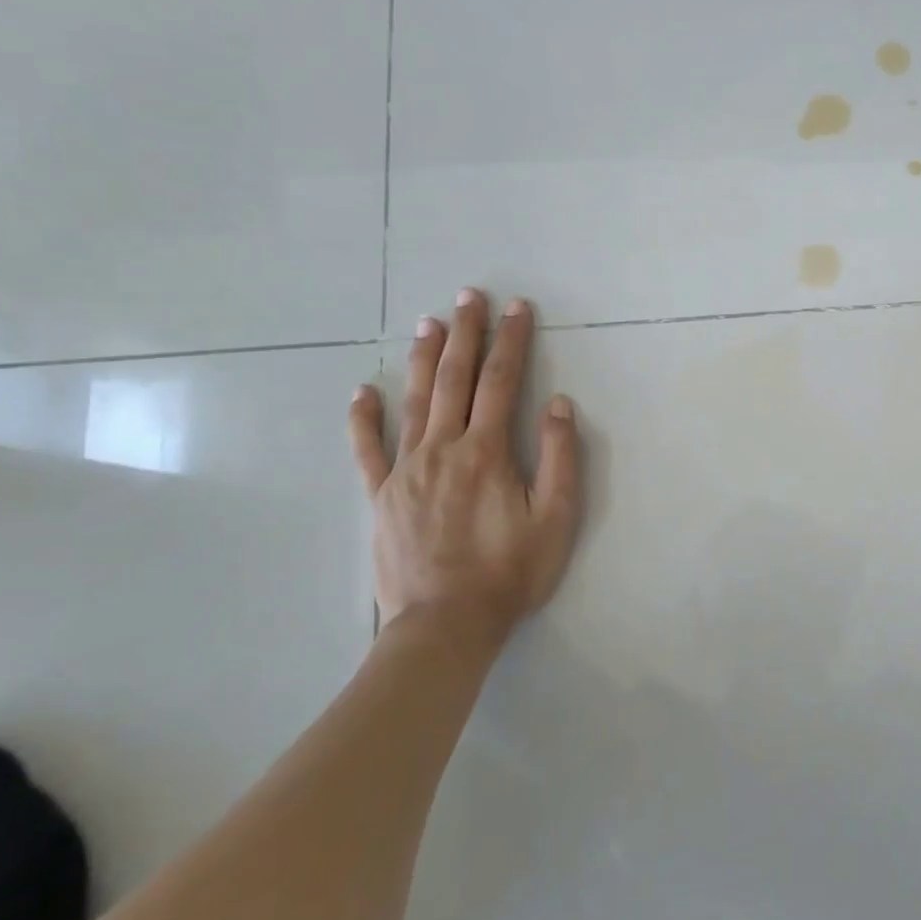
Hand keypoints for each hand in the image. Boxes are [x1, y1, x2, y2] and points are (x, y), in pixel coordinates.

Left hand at [347, 288, 583, 661]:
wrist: (446, 624)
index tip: (517, 308)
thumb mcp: (557, 518)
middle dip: (465, 334)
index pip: (502, 382)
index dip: (511, 341)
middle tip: (469, 295)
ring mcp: (405, 471)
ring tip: (428, 322)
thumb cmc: (511, 571)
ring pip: (413, 401)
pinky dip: (364, 418)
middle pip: (454, 379)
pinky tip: (361, 392)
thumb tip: (558, 404)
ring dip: (422, 358)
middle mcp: (443, 449)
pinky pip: (368, 449)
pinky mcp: (381, 496)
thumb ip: (559, 457)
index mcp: (488, 452)